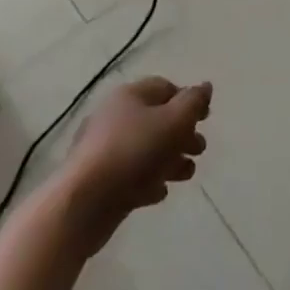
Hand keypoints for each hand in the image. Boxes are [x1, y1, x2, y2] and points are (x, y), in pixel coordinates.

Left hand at [57, 76, 211, 252]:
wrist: (83, 203)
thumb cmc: (133, 152)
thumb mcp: (174, 121)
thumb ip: (193, 103)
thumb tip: (205, 86)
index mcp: (130, 96)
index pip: (165, 88)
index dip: (188, 100)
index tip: (206, 119)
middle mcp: (114, 117)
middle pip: (157, 119)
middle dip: (182, 134)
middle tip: (200, 149)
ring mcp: (103, 150)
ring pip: (146, 149)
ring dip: (170, 159)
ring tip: (186, 174)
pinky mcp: (99, 180)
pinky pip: (130, 174)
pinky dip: (148, 180)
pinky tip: (159, 193)